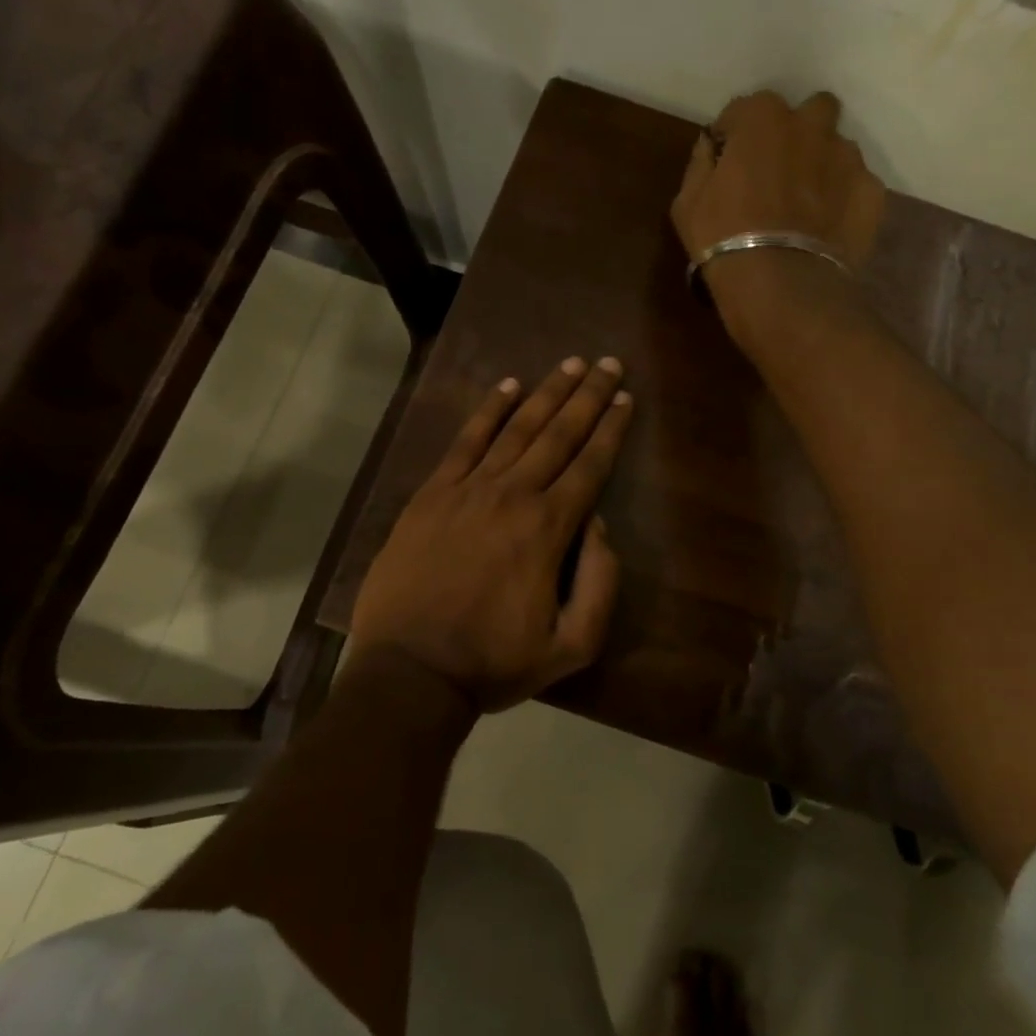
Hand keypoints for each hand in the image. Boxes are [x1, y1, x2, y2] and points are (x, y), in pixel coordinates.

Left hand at [349, 357, 633, 712]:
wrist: (410, 671)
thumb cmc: (493, 663)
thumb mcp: (571, 646)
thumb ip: (600, 584)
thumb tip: (598, 526)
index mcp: (548, 529)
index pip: (590, 465)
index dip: (611, 429)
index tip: (626, 398)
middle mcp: (512, 495)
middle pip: (558, 435)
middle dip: (588, 397)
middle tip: (609, 364)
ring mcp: (468, 489)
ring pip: (516, 428)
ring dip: (547, 393)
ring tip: (570, 364)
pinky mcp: (432, 494)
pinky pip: (465, 441)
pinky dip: (488, 411)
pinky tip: (508, 388)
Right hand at [671, 90, 885, 314]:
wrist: (780, 285)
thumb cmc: (723, 238)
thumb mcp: (687, 202)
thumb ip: (701, 163)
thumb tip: (710, 146)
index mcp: (762, 118)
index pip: (744, 110)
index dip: (733, 137)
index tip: (727, 164)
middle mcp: (811, 124)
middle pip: (808, 112)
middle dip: (795, 133)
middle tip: (777, 172)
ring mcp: (847, 157)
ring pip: (836, 148)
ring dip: (821, 165)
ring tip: (806, 205)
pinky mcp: (871, 191)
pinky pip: (855, 186)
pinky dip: (842, 199)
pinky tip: (825, 228)